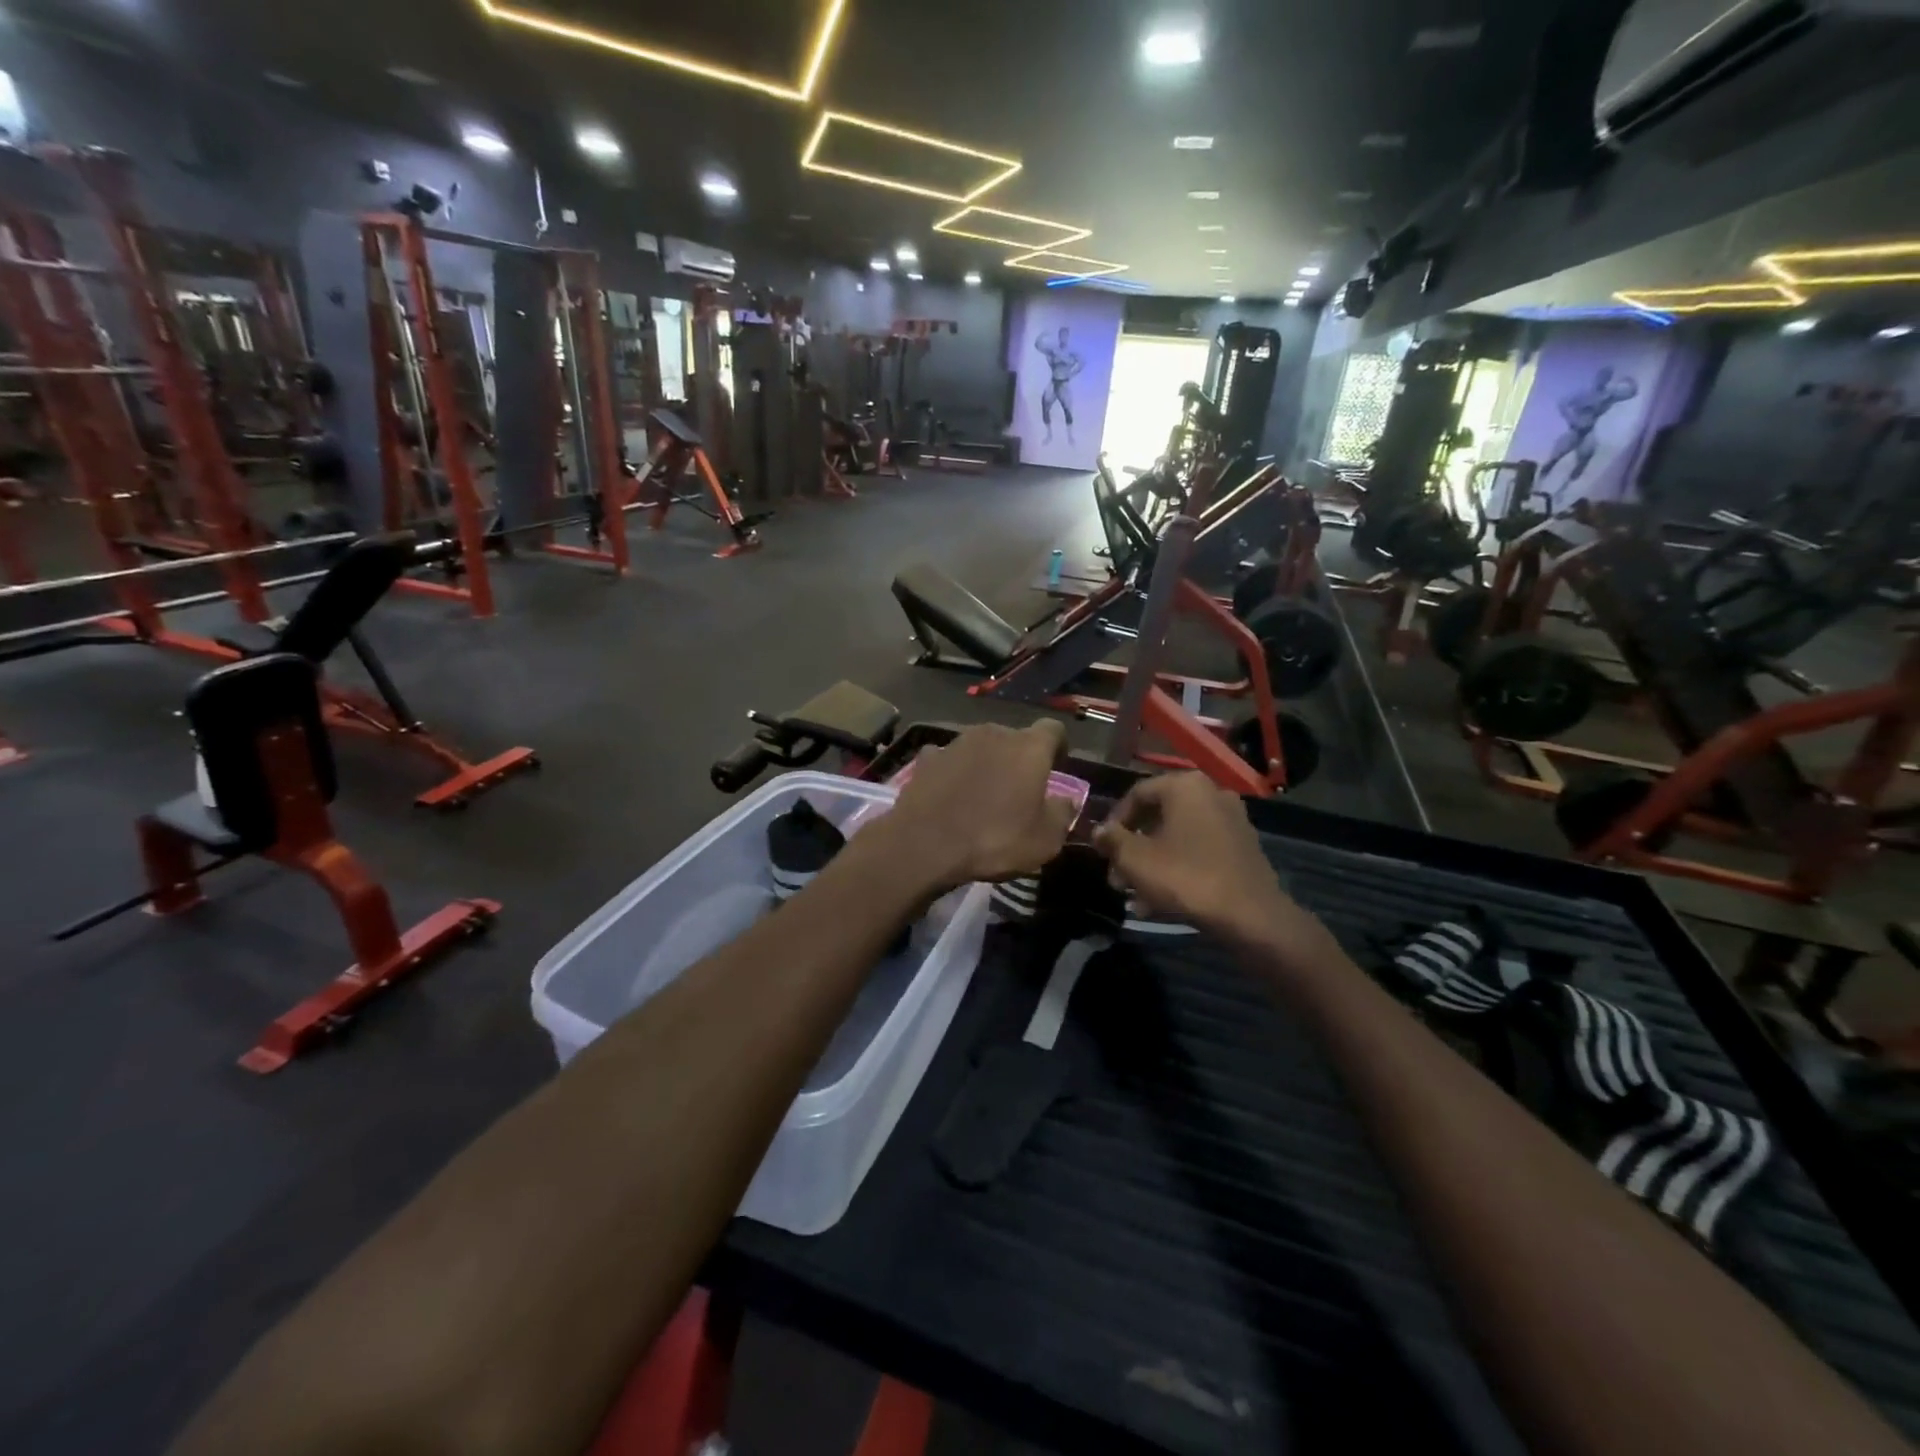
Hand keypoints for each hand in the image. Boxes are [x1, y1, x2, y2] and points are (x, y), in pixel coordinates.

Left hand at [876, 721, 1077, 892]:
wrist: (924, 845)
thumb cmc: (994, 840)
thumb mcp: (1044, 840)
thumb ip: (1062, 814)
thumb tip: (1067, 801)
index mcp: (1029, 747)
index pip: (1054, 729)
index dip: (1059, 746)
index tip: (1057, 766)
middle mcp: (994, 733)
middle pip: (1015, 738)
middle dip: (1020, 758)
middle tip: (1019, 788)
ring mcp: (956, 742)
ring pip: (981, 746)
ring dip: (987, 763)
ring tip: (983, 794)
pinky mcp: (927, 757)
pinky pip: (950, 759)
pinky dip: (955, 772)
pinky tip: (951, 794)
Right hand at [1094, 772, 1323, 951]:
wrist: (1251, 915)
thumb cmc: (1186, 877)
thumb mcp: (1136, 859)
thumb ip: (1112, 840)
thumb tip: (1099, 831)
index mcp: (1184, 786)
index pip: (1137, 794)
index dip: (1113, 822)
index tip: (1102, 849)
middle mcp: (1211, 793)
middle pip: (1158, 817)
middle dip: (1133, 848)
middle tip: (1117, 877)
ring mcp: (1231, 820)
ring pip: (1177, 837)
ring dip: (1152, 862)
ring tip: (1135, 895)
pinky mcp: (1243, 846)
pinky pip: (1199, 850)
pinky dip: (1178, 867)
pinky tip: (1161, 901)